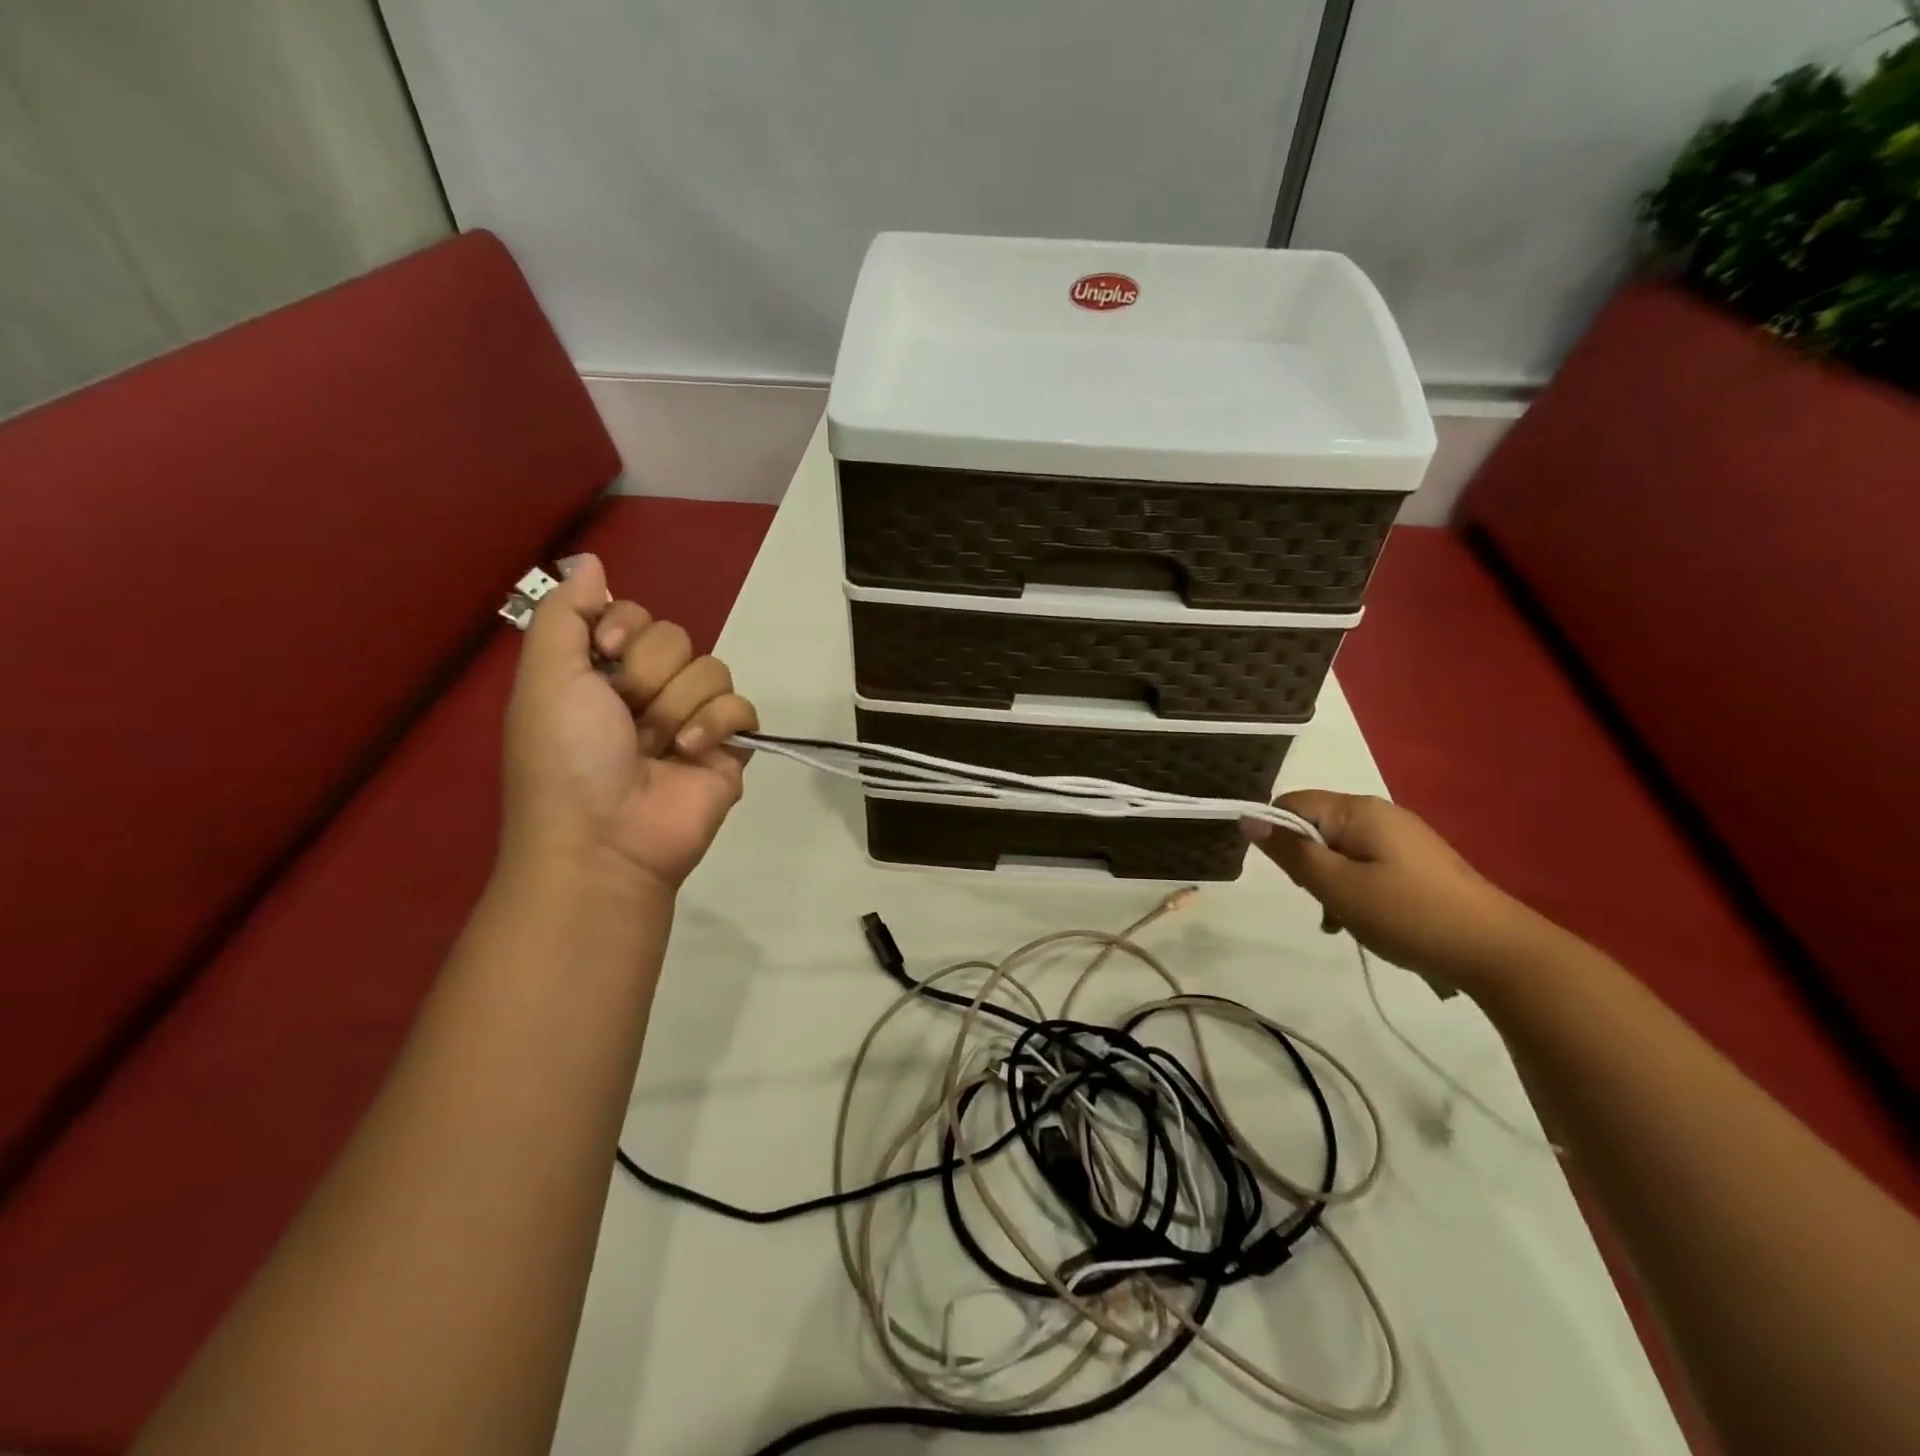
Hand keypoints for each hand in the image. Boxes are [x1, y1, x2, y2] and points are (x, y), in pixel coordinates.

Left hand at [501, 553, 757, 895]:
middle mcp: (648, 690)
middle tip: (627, 717)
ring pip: (712, 669)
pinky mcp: (729, 747)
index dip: (623, 628)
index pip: (634, 614)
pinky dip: (716, 725)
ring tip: (658, 747)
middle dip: (649, 674)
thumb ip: (565, 614)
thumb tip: (590, 561)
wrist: (605, 837)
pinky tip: (690, 752)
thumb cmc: (566, 757)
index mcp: (602, 672)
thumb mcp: (546, 677)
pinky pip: (742, 707)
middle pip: (676, 637)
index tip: (603, 657)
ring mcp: (692, 719)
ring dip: (678, 705)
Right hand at [1244, 791, 1546, 989]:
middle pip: (1314, 826)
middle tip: (1321, 902)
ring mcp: (1401, 837)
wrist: (1498, 951)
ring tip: (1343, 921)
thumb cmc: (1408, 914)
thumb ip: (1291, 853)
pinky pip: (1364, 863)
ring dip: (1329, 882)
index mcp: (1357, 810)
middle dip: (1306, 863)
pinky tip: (1364, 920)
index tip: (1289, 878)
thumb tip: (1248, 820)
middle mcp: (1378, 813)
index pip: (1291, 804)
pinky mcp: (1415, 861)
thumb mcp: (1337, 887)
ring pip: (1338, 849)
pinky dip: (1354, 888)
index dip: (1277, 836)